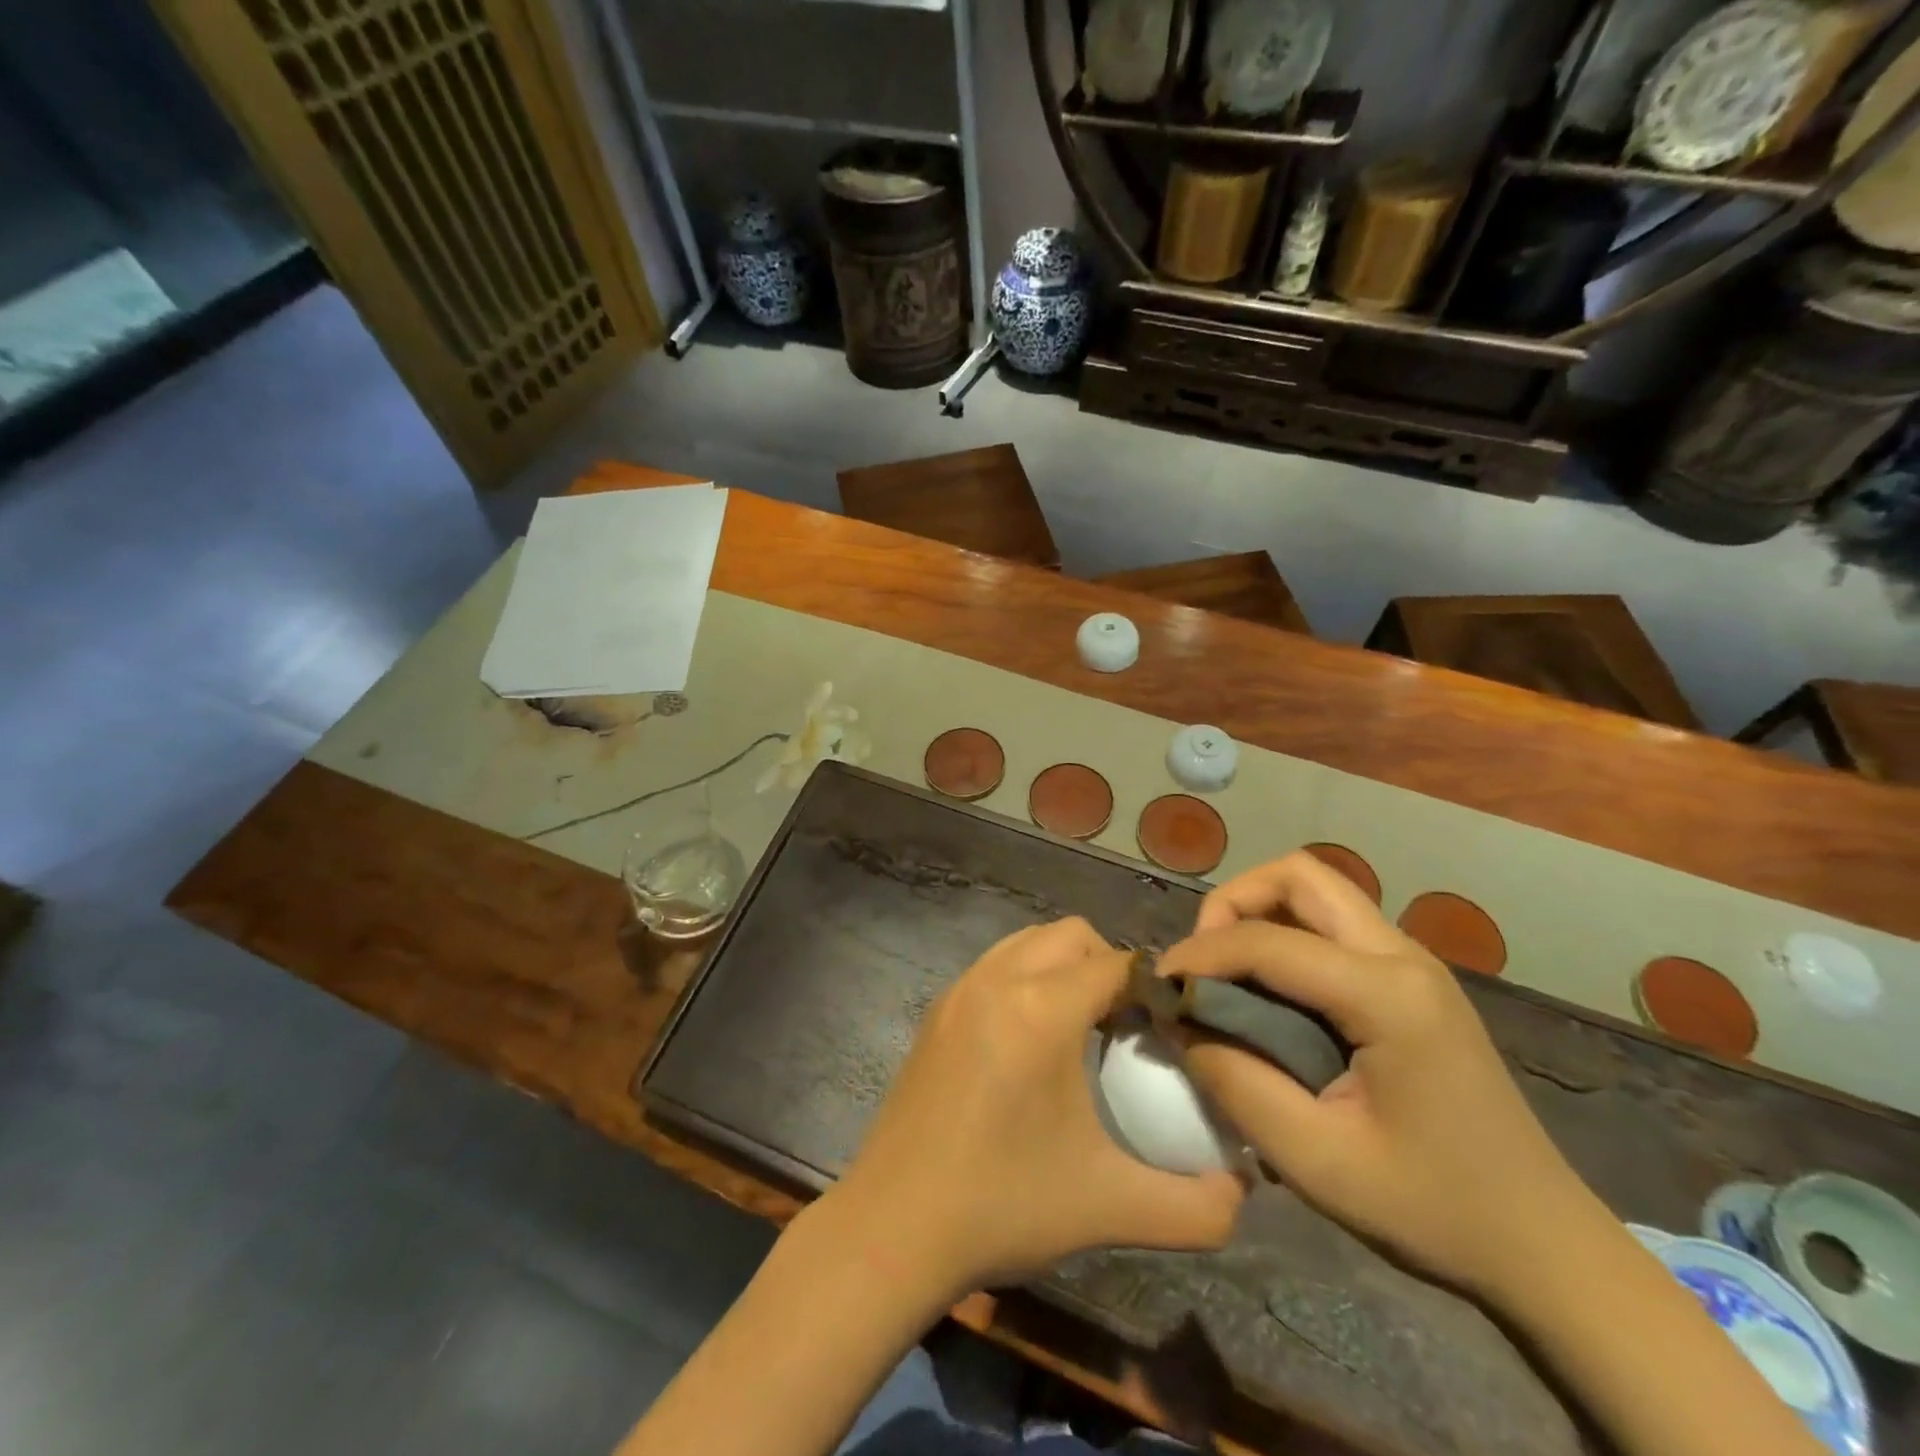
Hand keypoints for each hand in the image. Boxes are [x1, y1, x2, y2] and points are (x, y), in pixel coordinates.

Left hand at [833, 917, 1244, 1296]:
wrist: (895, 1226)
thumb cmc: (1004, 1205)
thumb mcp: (1111, 1207)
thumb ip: (1196, 1206)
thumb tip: (1242, 1191)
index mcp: (1042, 1009)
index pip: (1117, 961)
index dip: (1152, 987)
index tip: (1168, 1029)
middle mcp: (998, 979)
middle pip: (1071, 935)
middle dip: (1108, 965)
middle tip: (1126, 1027)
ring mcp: (960, 989)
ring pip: (1028, 941)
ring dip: (1063, 966)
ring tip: (1080, 1029)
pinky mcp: (937, 1010)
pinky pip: (995, 964)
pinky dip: (1024, 978)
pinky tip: (1029, 1043)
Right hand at [1161, 853, 1599, 1297]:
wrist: (1543, 1246)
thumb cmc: (1433, 1210)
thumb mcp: (1316, 1161)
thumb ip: (1235, 1083)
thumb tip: (1180, 1024)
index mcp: (1388, 995)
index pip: (1267, 940)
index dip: (1200, 954)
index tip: (1159, 986)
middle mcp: (1403, 957)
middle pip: (1299, 875)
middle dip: (1233, 902)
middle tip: (1202, 961)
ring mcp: (1413, 963)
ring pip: (1316, 890)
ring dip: (1258, 912)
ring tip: (1226, 972)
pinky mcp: (1411, 979)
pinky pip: (1332, 924)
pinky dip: (1284, 934)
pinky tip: (1268, 992)